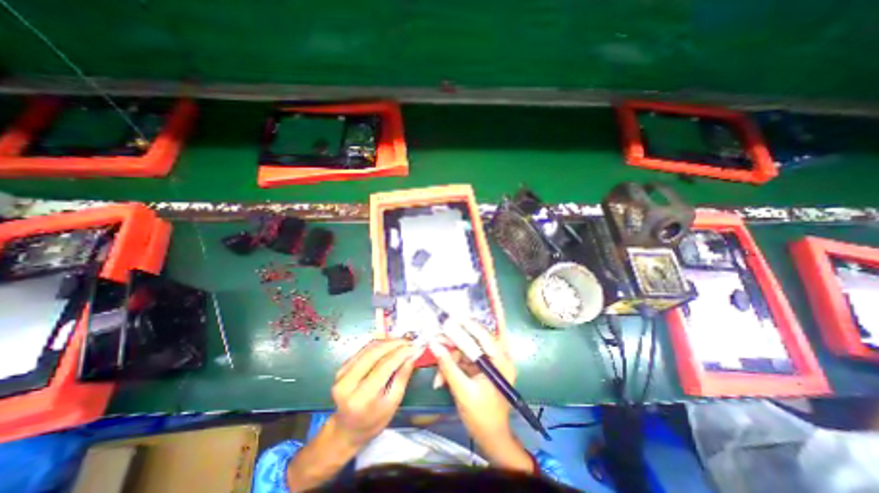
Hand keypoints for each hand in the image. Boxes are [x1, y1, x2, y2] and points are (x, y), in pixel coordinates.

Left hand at [332, 340, 424, 447]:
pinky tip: (390, 345)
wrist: (347, 429)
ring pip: (368, 348)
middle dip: (395, 344)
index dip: (402, 352)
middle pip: (375, 353)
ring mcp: (342, 374)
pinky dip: (378, 345)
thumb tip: (414, 354)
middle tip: (410, 341)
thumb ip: (403, 376)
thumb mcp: (393, 403)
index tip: (416, 346)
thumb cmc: (374, 421)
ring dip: (387, 342)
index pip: (385, 365)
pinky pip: (363, 350)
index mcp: (362, 397)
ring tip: (402, 342)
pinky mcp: (341, 368)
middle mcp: (348, 383)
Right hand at [430, 321, 531, 472]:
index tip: (451, 318)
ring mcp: (488, 363)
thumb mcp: (463, 391)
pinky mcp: (480, 369)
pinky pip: (464, 361)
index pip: (485, 336)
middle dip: (454, 344)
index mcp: (501, 362)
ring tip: (438, 376)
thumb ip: (448, 366)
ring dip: (450, 360)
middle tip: (437, 340)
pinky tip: (441, 380)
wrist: (489, 438)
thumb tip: (433, 345)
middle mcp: (497, 358)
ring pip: (465, 351)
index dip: (468, 326)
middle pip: (474, 341)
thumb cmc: (481, 417)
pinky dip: (452, 367)